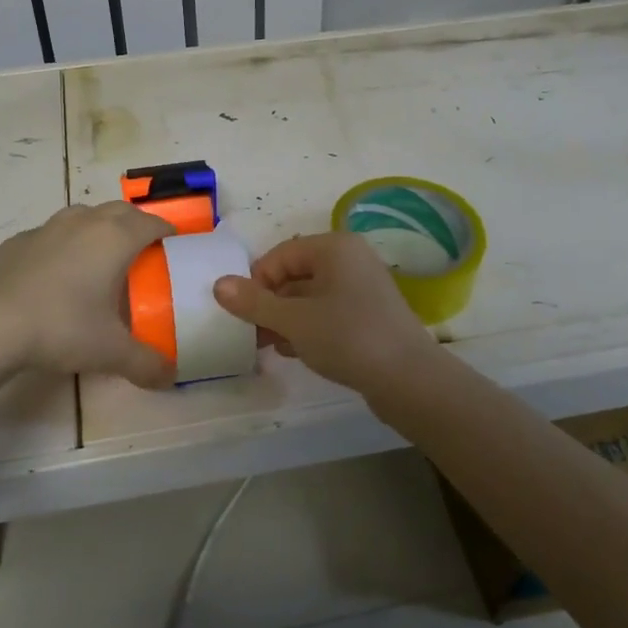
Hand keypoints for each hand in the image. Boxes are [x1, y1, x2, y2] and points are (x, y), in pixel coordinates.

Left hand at [0, 202, 175, 385]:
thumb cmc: (62, 327)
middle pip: (120, 211)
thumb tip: (170, 377)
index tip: (174, 246)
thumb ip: (146, 364)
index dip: (167, 233)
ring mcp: (48, 228)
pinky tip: (57, 272)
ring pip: (83, 215)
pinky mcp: (18, 241)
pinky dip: (64, 244)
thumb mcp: (111, 352)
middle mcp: (84, 223)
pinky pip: (51, 234)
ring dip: (99, 227)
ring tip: (100, 255)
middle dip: (136, 225)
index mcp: (115, 239)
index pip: (151, 224)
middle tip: (142, 251)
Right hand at [212, 232, 434, 393]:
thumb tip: (218, 284)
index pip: (280, 255)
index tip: (243, 315)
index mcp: (334, 248)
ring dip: (286, 319)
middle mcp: (350, 259)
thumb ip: (254, 302)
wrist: (409, 379)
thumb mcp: (294, 320)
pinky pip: (328, 313)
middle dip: (270, 304)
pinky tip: (295, 352)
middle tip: (252, 334)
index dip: (256, 283)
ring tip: (271, 346)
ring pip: (310, 297)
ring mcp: (363, 288)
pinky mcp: (369, 315)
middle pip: (295, 275)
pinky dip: (308, 328)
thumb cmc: (347, 337)